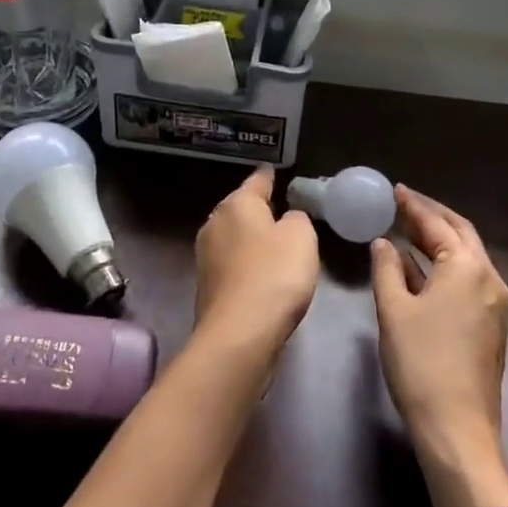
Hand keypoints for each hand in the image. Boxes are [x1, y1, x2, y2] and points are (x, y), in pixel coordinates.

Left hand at [193, 166, 319, 359]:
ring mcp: (206, 256)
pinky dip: (247, 265)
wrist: (238, 334)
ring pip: (234, 237)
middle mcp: (215, 223)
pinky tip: (262, 275)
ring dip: (252, 239)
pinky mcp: (207, 286)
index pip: (257, 181)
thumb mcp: (302, 236)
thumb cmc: (274, 275)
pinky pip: (233, 264)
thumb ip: (297, 219)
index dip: (269, 176)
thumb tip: (286, 221)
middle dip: (258, 210)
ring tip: (275, 245)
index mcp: (237, 204)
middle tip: (281, 211)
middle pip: (241, 209)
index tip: (274, 171)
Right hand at [370, 186, 507, 506]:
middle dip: (433, 217)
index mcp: (467, 268)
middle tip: (404, 204)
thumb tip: (384, 243)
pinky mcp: (493, 325)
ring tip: (408, 230)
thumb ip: (386, 269)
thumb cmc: (421, 363)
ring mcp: (496, 304)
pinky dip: (446, 266)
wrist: (458, 429)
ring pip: (467, 258)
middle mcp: (490, 278)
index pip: (438, 225)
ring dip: (440, 241)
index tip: (395, 190)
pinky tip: (420, 270)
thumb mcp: (393, 310)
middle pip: (461, 235)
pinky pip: (469, 280)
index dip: (414, 206)